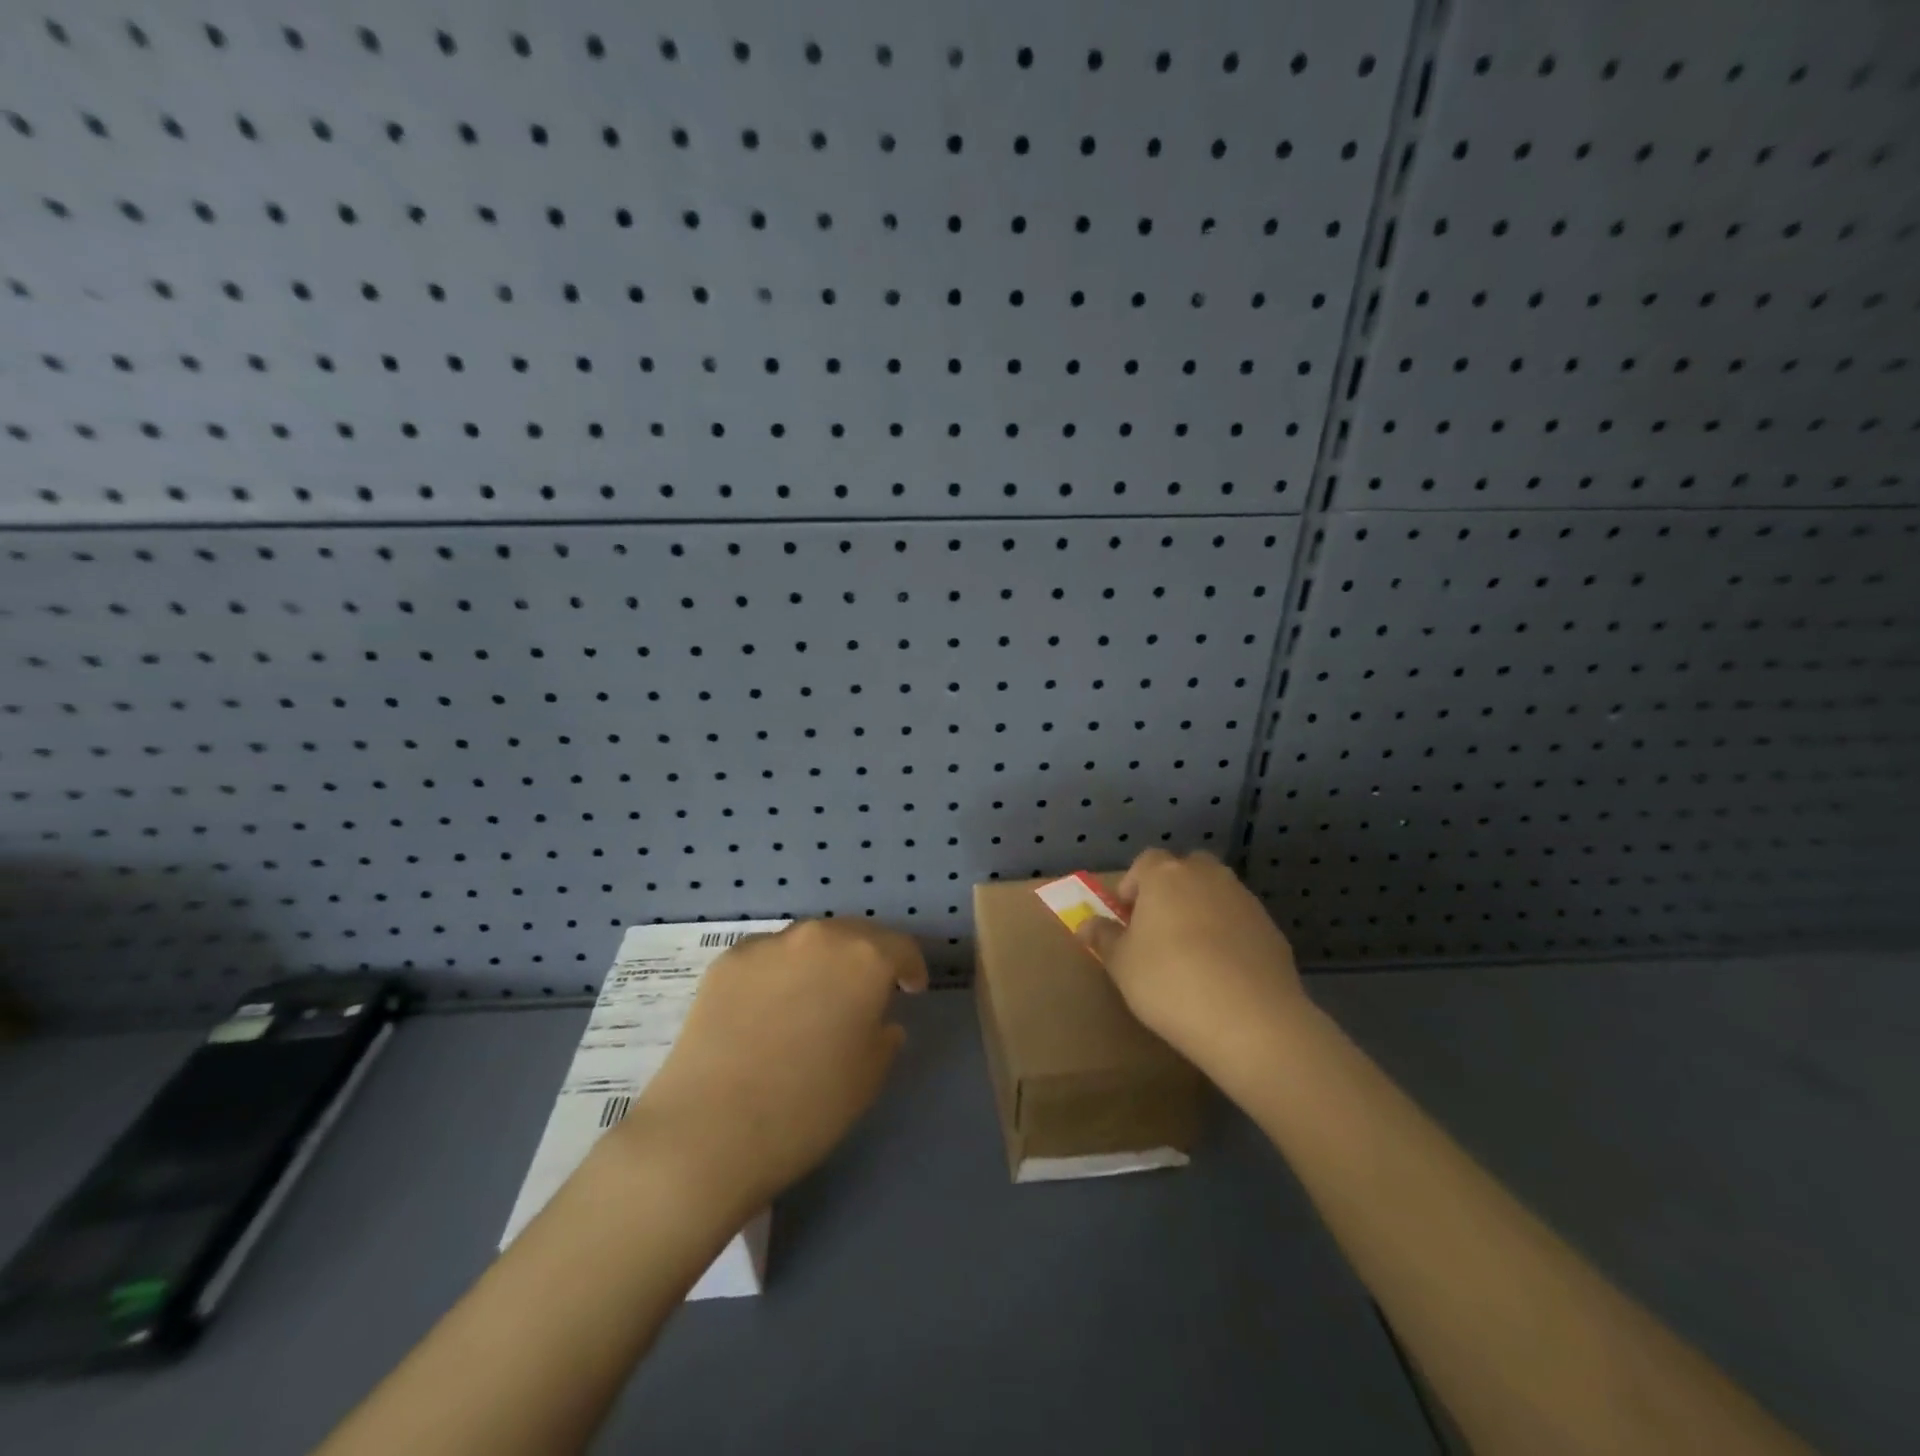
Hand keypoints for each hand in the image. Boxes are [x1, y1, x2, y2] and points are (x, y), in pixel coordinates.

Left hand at [619, 920, 926, 1212]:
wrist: (710, 1130)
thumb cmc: (808, 1107)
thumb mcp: (869, 1076)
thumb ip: (884, 1035)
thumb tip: (878, 1020)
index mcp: (865, 958)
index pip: (901, 948)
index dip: (911, 969)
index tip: (910, 991)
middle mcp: (819, 937)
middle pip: (854, 934)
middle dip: (866, 958)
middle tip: (864, 992)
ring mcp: (768, 944)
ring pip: (808, 943)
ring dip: (821, 962)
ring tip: (814, 999)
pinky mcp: (726, 961)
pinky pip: (767, 958)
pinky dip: (779, 973)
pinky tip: (768, 1010)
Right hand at [1074, 850, 1308, 1088]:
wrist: (1250, 1020)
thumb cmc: (1169, 983)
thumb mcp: (1122, 965)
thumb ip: (1103, 938)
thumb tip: (1086, 924)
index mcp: (1165, 875)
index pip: (1145, 861)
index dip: (1133, 884)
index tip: (1126, 916)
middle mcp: (1207, 876)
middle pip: (1185, 869)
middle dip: (1171, 890)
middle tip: (1159, 928)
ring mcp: (1244, 900)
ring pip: (1216, 893)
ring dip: (1202, 911)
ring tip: (1192, 953)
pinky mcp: (1271, 929)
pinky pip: (1240, 922)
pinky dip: (1229, 935)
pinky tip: (1223, 972)